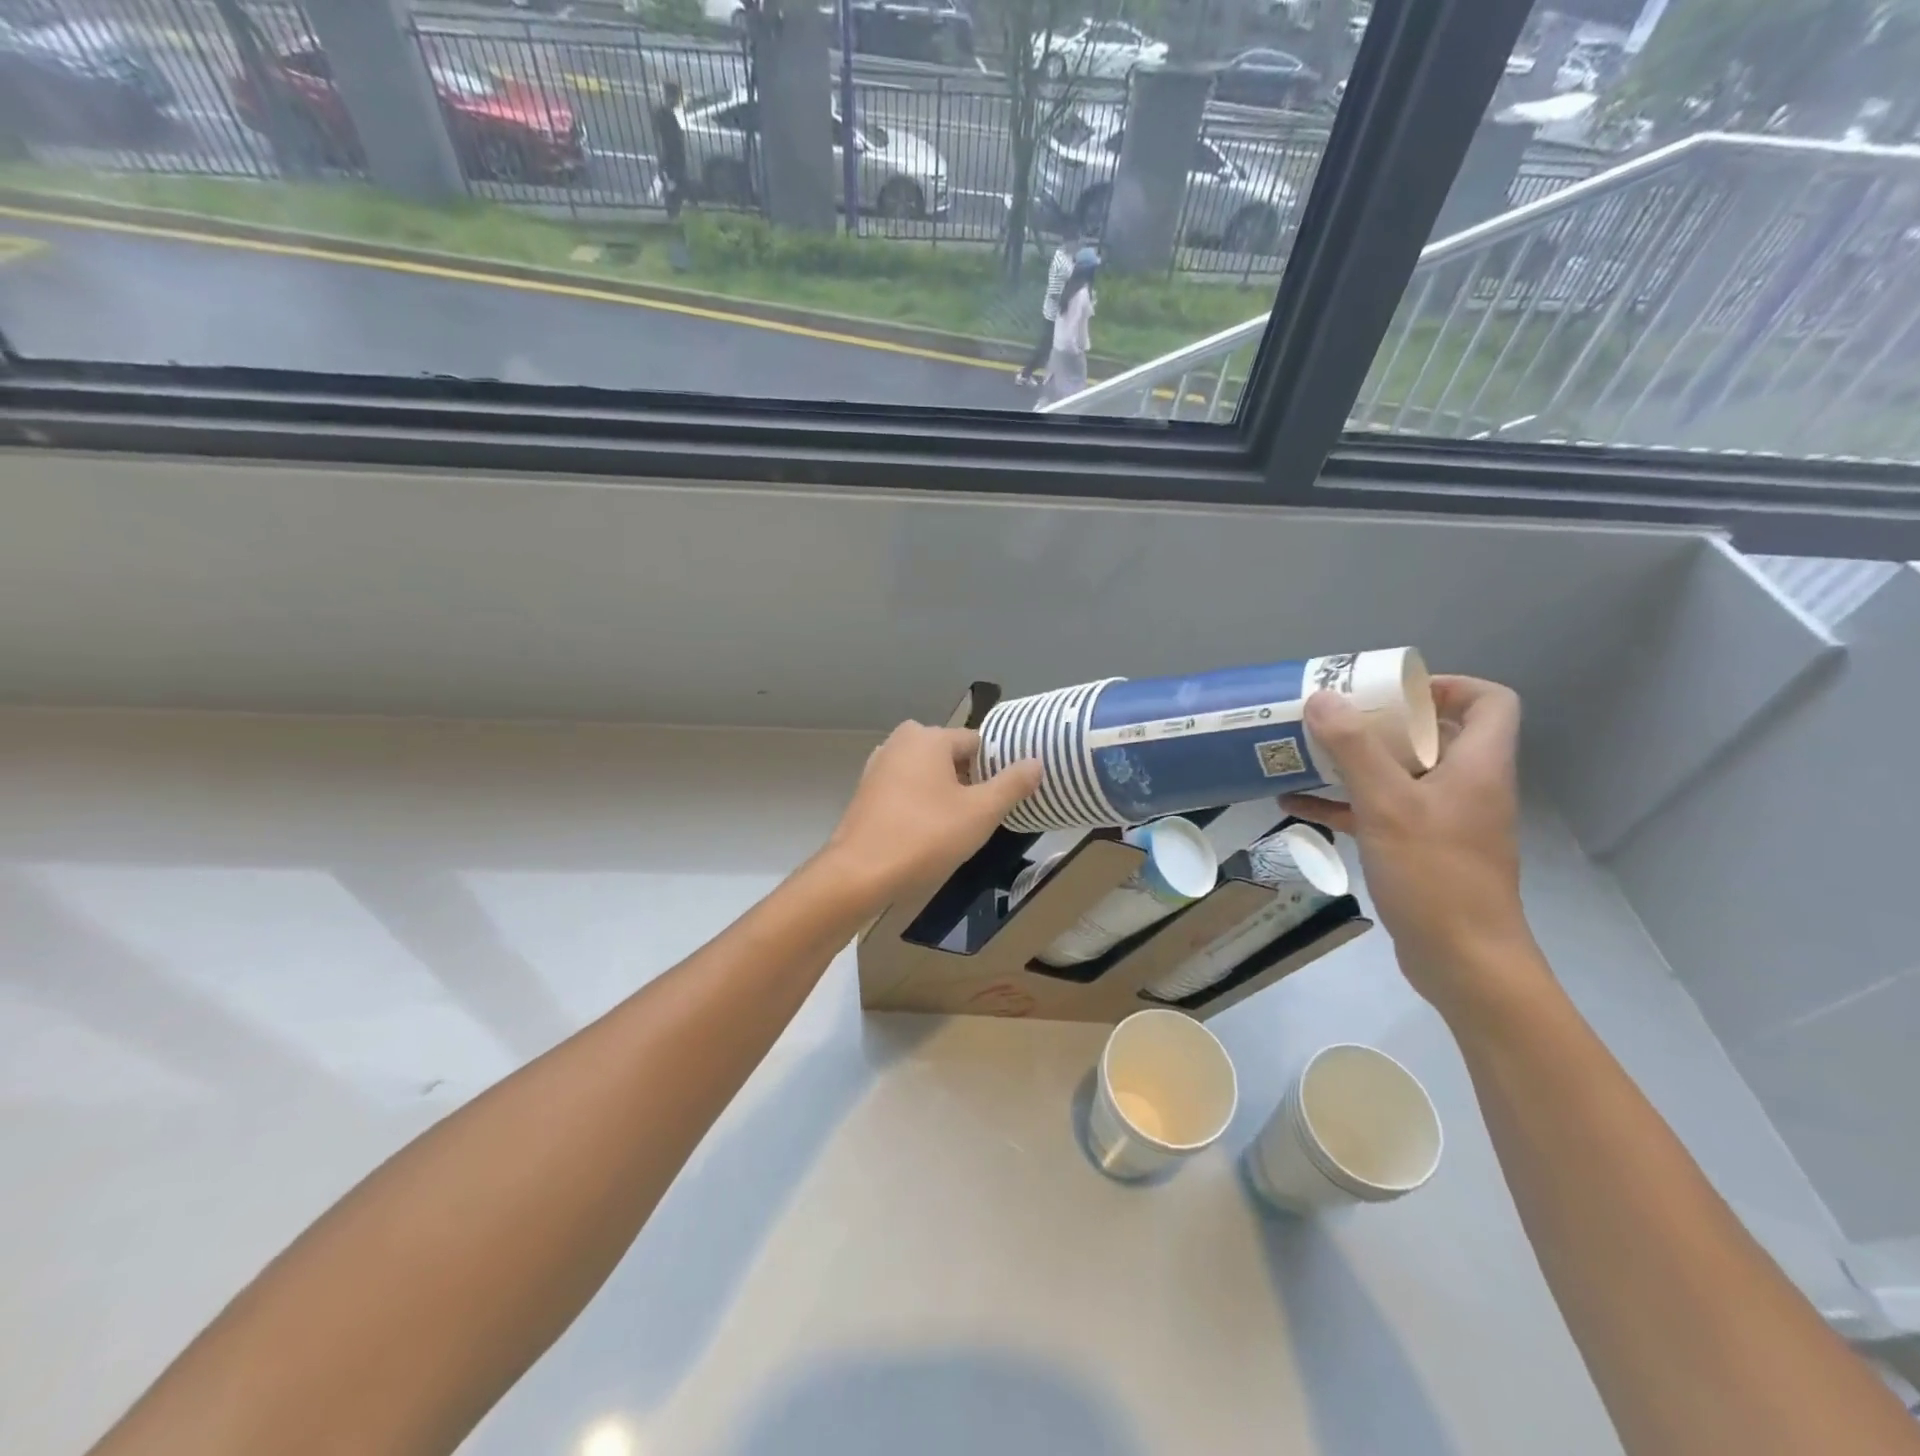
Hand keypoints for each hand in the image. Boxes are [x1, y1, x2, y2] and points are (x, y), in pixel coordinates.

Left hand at [822, 722, 1041, 904]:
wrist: (860, 873)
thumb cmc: (925, 836)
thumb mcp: (981, 813)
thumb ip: (1012, 784)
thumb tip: (1035, 761)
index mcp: (929, 737)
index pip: (977, 743)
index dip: (996, 768)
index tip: (1006, 798)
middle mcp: (901, 741)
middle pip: (951, 756)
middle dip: (969, 781)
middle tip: (982, 816)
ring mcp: (879, 765)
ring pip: (927, 773)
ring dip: (944, 794)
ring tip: (957, 828)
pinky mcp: (866, 791)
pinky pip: (906, 789)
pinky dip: (920, 803)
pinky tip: (926, 832)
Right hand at [1282, 676, 1537, 1011]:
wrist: (1463, 961)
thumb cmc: (1435, 874)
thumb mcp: (1387, 804)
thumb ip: (1353, 749)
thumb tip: (1321, 698)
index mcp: (1477, 766)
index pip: (1489, 702)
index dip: (1448, 686)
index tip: (1392, 692)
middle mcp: (1466, 787)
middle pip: (1434, 735)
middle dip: (1381, 723)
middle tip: (1334, 717)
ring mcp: (1443, 821)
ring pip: (1401, 774)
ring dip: (1356, 763)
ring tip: (1307, 753)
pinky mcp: (1419, 851)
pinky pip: (1379, 812)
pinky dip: (1343, 804)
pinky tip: (1296, 804)